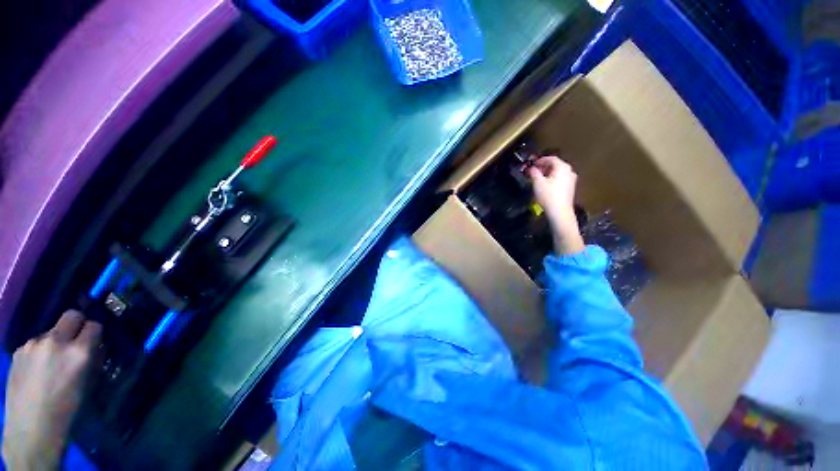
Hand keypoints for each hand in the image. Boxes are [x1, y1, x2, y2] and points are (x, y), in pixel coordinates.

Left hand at [3, 311, 101, 470]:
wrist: (32, 429)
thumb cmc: (68, 410)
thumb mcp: (88, 385)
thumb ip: (92, 360)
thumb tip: (95, 347)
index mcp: (78, 351)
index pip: (94, 325)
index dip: (96, 333)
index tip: (95, 342)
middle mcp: (56, 341)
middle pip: (71, 315)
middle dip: (77, 324)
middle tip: (76, 341)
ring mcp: (33, 344)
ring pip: (51, 331)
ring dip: (56, 341)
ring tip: (52, 363)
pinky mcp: (19, 351)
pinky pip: (35, 343)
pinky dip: (41, 351)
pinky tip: (38, 370)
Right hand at [527, 156, 584, 254]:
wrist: (560, 212)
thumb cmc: (548, 195)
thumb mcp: (537, 183)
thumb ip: (534, 173)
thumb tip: (531, 168)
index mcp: (562, 167)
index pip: (551, 159)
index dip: (540, 160)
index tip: (532, 164)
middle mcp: (569, 171)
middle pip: (555, 165)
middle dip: (544, 166)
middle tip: (534, 171)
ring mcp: (571, 179)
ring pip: (558, 172)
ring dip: (548, 173)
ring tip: (538, 178)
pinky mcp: (570, 187)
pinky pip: (560, 178)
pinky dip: (552, 178)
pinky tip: (545, 185)